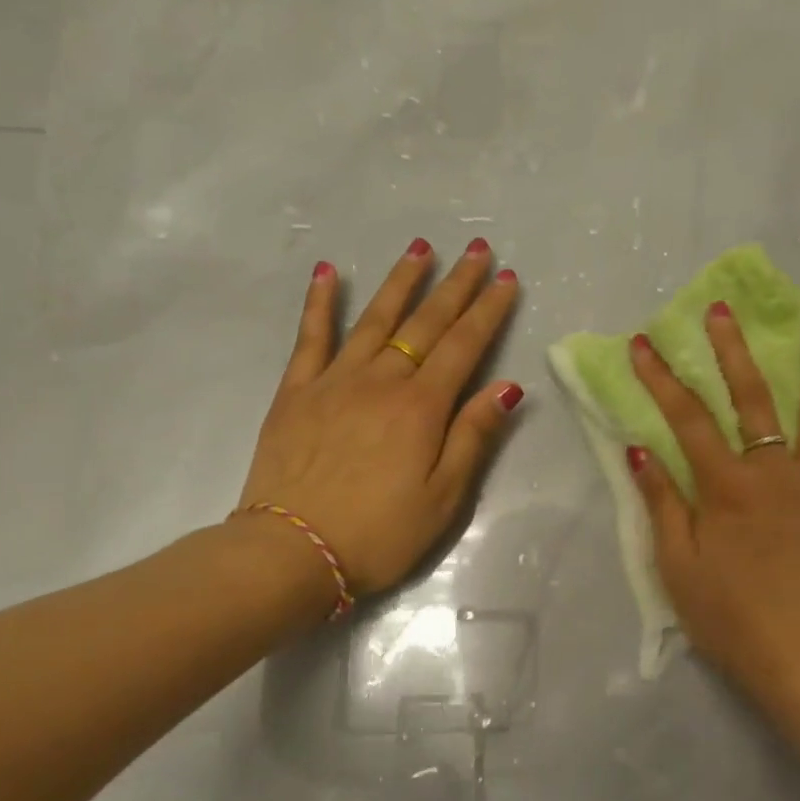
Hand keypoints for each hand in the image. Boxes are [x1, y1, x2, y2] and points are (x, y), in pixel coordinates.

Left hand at [238, 237, 522, 596]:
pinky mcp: (296, 392)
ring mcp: (335, 381)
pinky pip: (311, 338)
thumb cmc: (380, 533)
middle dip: (455, 284)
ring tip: (420, 248)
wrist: (292, 552)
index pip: (464, 346)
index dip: (488, 310)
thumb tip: (507, 386)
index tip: (505, 279)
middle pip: (425, 322)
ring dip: (400, 281)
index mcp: (422, 407)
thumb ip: (473, 436)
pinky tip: (327, 272)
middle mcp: (382, 381)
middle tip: (475, 248)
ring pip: (375, 319)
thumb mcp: (444, 497)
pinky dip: (320, 303)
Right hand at [626, 306, 799, 698]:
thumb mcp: (677, 565)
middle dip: (732, 352)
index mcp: (727, 486)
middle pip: (752, 400)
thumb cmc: (729, 616)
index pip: (687, 419)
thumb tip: (640, 449)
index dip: (661, 379)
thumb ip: (661, 502)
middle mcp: (776, 472)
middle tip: (723, 311)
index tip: (644, 344)